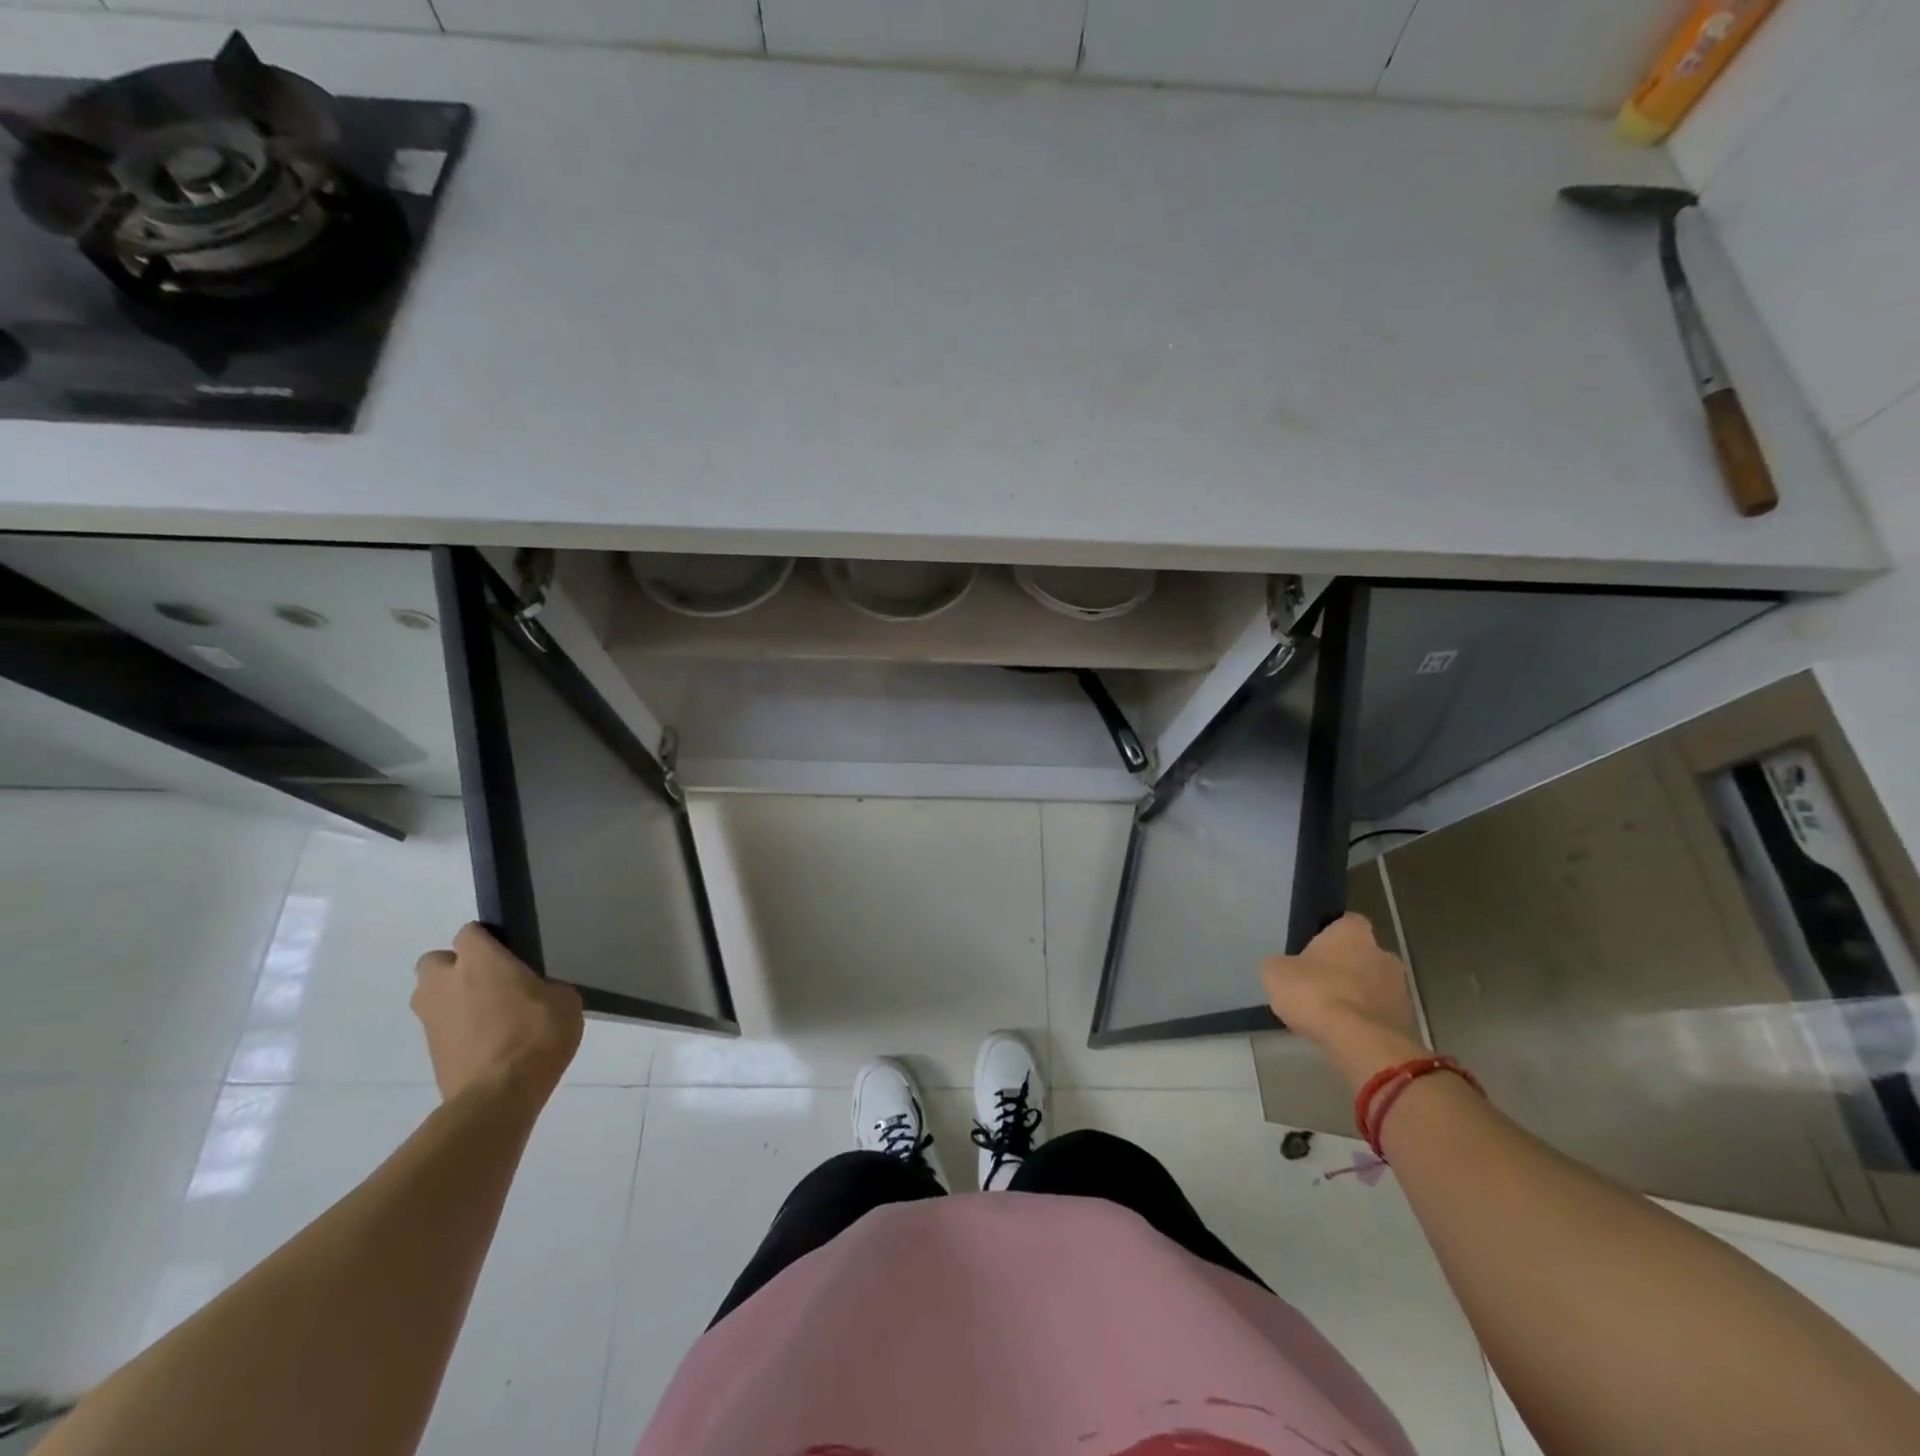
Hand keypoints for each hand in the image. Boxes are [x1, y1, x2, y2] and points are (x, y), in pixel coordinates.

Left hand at [412, 923, 583, 1103]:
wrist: (500, 1095)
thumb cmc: (537, 1034)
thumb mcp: (564, 1000)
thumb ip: (545, 986)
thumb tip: (537, 992)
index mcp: (480, 961)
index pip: (470, 932)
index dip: (488, 939)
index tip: (510, 952)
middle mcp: (445, 983)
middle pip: (435, 961)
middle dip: (456, 967)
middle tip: (489, 981)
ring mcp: (432, 1019)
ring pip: (432, 996)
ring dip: (453, 999)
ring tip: (488, 1014)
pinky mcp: (430, 1051)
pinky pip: (441, 1027)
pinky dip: (458, 1029)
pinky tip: (488, 1042)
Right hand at [1262, 913, 1424, 1088]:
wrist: (1360, 1043)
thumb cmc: (1315, 993)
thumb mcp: (1276, 972)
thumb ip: (1282, 964)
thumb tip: (1285, 968)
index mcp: (1354, 933)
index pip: (1346, 922)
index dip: (1330, 936)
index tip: (1313, 951)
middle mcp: (1383, 954)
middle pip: (1363, 956)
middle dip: (1346, 968)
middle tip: (1318, 985)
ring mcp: (1400, 990)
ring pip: (1374, 987)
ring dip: (1357, 996)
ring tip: (1330, 1015)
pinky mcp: (1407, 1022)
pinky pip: (1380, 1015)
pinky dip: (1365, 1022)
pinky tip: (1344, 1034)